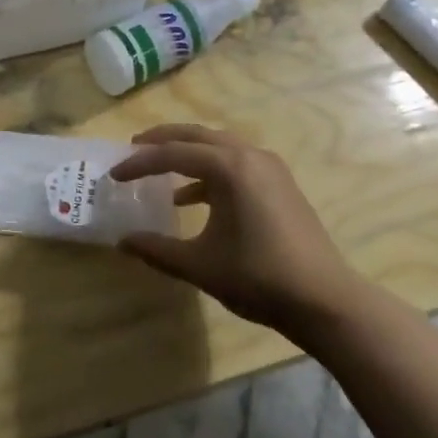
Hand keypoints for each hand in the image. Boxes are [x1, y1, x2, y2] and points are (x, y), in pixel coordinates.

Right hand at [110, 124, 358, 335]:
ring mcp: (270, 168)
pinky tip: (192, 198)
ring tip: (160, 168)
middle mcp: (250, 156)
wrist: (324, 300)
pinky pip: (236, 163)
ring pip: (219, 147)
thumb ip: (156, 249)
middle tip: (133, 148)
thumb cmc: (257, 277)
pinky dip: (209, 172)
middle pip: (197, 136)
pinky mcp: (280, 184)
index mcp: (229, 167)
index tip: (113, 174)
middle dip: (162, 141)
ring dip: (188, 154)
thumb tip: (123, 241)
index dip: (139, 163)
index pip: (172, 154)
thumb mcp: (199, 265)